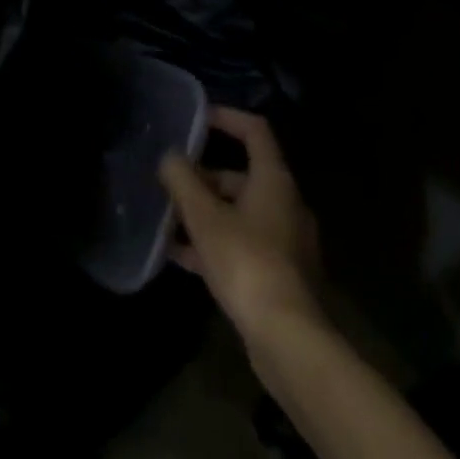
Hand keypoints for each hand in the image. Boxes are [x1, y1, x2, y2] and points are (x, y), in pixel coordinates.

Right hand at [159, 107, 321, 346]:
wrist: (289, 342)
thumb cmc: (247, 263)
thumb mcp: (205, 217)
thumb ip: (183, 181)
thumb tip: (169, 156)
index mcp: (274, 180)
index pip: (254, 131)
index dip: (227, 118)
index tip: (198, 118)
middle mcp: (285, 204)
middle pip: (243, 176)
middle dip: (205, 176)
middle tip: (172, 181)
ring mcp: (286, 243)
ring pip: (240, 214)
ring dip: (206, 213)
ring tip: (169, 219)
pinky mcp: (281, 277)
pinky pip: (243, 246)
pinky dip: (215, 245)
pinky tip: (181, 258)